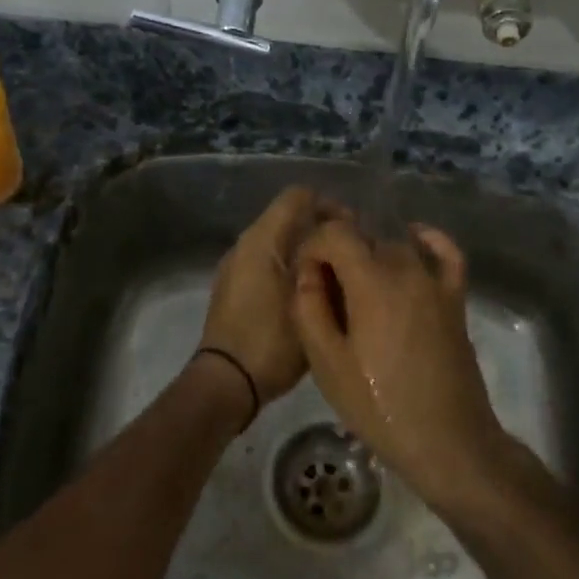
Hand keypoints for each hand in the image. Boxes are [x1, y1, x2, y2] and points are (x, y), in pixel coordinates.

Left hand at [199, 186, 337, 409]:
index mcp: (262, 238)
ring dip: (307, 251)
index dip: (329, 206)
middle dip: (321, 230)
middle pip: (289, 217)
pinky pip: (268, 263)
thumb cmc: (271, 338)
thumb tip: (341, 243)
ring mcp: (236, 266)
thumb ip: (326, 264)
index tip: (353, 232)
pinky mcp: (234, 287)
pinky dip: (290, 268)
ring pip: (279, 242)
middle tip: (349, 257)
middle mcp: (245, 244)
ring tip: (335, 277)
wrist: (226, 382)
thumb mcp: (308, 300)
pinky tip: (311, 295)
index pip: (299, 196)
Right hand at [291, 217, 510, 507]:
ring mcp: (435, 283)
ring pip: (396, 245)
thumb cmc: (380, 407)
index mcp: (371, 283)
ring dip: (371, 256)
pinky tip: (413, 239)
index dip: (313, 247)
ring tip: (356, 289)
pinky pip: (446, 254)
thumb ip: (309, 308)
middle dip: (338, 254)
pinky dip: (428, 240)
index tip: (304, 277)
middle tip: (324, 294)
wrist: (448, 442)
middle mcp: (405, 269)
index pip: (335, 233)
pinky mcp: (455, 299)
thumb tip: (307, 272)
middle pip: (364, 239)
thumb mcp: (327, 364)